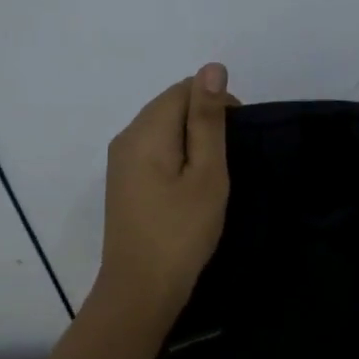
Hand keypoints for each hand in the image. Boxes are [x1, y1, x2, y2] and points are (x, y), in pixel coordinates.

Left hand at [92, 64, 235, 320]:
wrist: (141, 290)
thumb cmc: (182, 232)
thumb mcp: (206, 173)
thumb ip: (208, 120)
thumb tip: (212, 68)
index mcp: (145, 131)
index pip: (185, 89)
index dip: (217, 103)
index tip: (237, 139)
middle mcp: (126, 137)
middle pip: (170, 105)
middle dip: (204, 119)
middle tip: (229, 160)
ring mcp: (121, 161)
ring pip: (163, 127)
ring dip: (192, 138)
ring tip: (215, 173)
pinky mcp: (124, 181)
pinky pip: (155, 149)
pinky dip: (178, 154)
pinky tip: (192, 183)